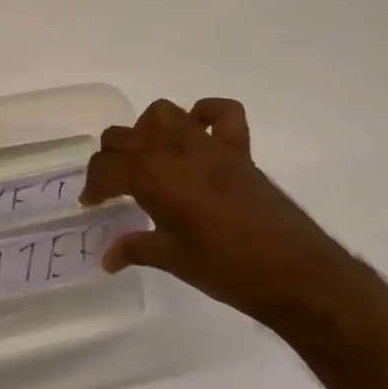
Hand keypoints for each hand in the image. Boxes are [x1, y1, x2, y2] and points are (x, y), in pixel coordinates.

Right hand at [81, 97, 342, 323]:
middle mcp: (175, 151)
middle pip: (125, 136)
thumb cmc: (227, 271)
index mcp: (153, 177)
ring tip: (150, 157)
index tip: (92, 203)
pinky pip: (222, 113)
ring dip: (148, 130)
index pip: (106, 167)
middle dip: (112, 158)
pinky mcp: (239, 150)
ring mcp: (208, 145)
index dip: (93, 185)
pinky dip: (206, 114)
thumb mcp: (172, 261)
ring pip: (164, 114)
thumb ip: (135, 249)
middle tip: (115, 186)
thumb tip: (107, 257)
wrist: (295, 274)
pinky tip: (197, 133)